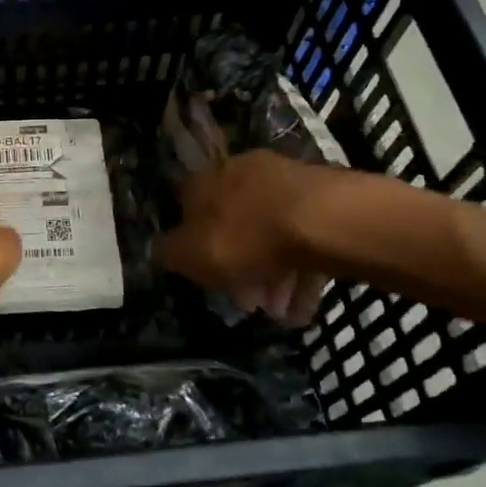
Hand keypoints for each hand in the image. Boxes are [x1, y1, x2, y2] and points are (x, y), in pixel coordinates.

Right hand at [159, 150, 335, 326]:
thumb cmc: (246, 237)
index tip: (202, 274)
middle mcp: (241, 173)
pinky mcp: (322, 200)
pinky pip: (303, 239)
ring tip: (280, 313)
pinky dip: (299, 273)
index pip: (185, 207)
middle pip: (233, 226)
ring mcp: (285, 183)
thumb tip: (161, 250)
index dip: (190, 243)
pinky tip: (303, 307)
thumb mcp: (191, 254)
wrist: (324, 220)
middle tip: (249, 303)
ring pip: (270, 236)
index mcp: (204, 181)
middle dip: (238, 269)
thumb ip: (170, 253)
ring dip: (271, 277)